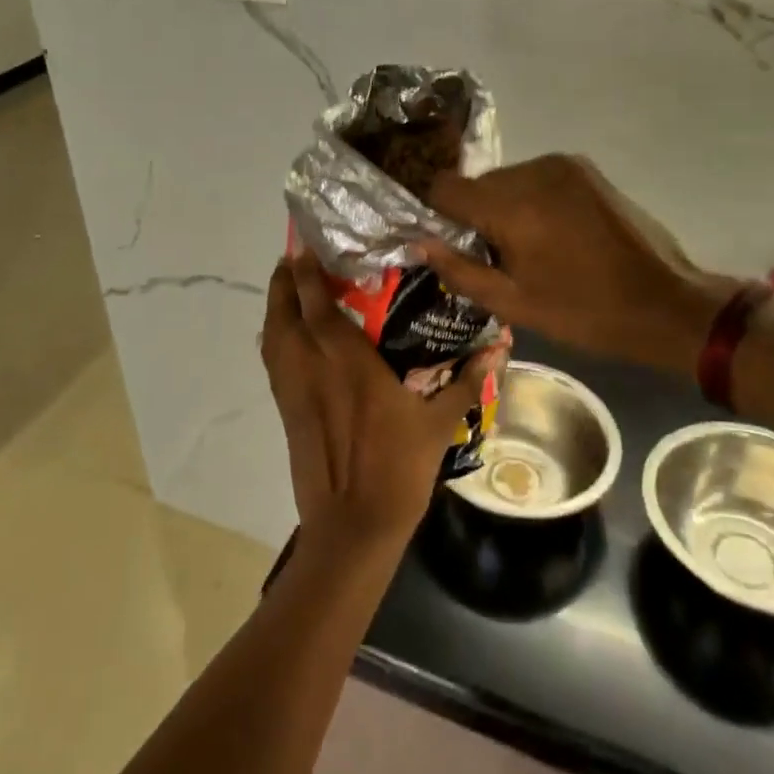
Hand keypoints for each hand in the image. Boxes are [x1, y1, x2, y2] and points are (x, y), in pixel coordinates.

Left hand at [261, 251, 484, 550]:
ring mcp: (294, 391)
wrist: (353, 526)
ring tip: (287, 288)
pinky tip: (286, 335)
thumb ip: (468, 380)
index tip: (305, 247)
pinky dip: (274, 338)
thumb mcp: (440, 423)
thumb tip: (501, 346)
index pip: (318, 306)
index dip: (306, 274)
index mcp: (348, 363)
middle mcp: (313, 368)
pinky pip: (272, 362)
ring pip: (272, 336)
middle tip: (294, 259)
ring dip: (275, 307)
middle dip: (283, 282)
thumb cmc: (398, 468)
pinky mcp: (285, 411)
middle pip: (284, 313)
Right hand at [418, 155, 729, 370]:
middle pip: (477, 184)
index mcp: (512, 204)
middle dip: (476, 217)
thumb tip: (421, 242)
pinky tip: (555, 235)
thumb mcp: (513, 304)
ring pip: (507, 181)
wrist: (666, 303)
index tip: (453, 246)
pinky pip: (536, 179)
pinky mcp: (585, 170)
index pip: (444, 187)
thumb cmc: (584, 311)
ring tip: (531, 250)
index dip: (437, 215)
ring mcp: (563, 165)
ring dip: (505, 209)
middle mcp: (533, 170)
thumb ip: (459, 270)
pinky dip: (531, 201)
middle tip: (498, 258)